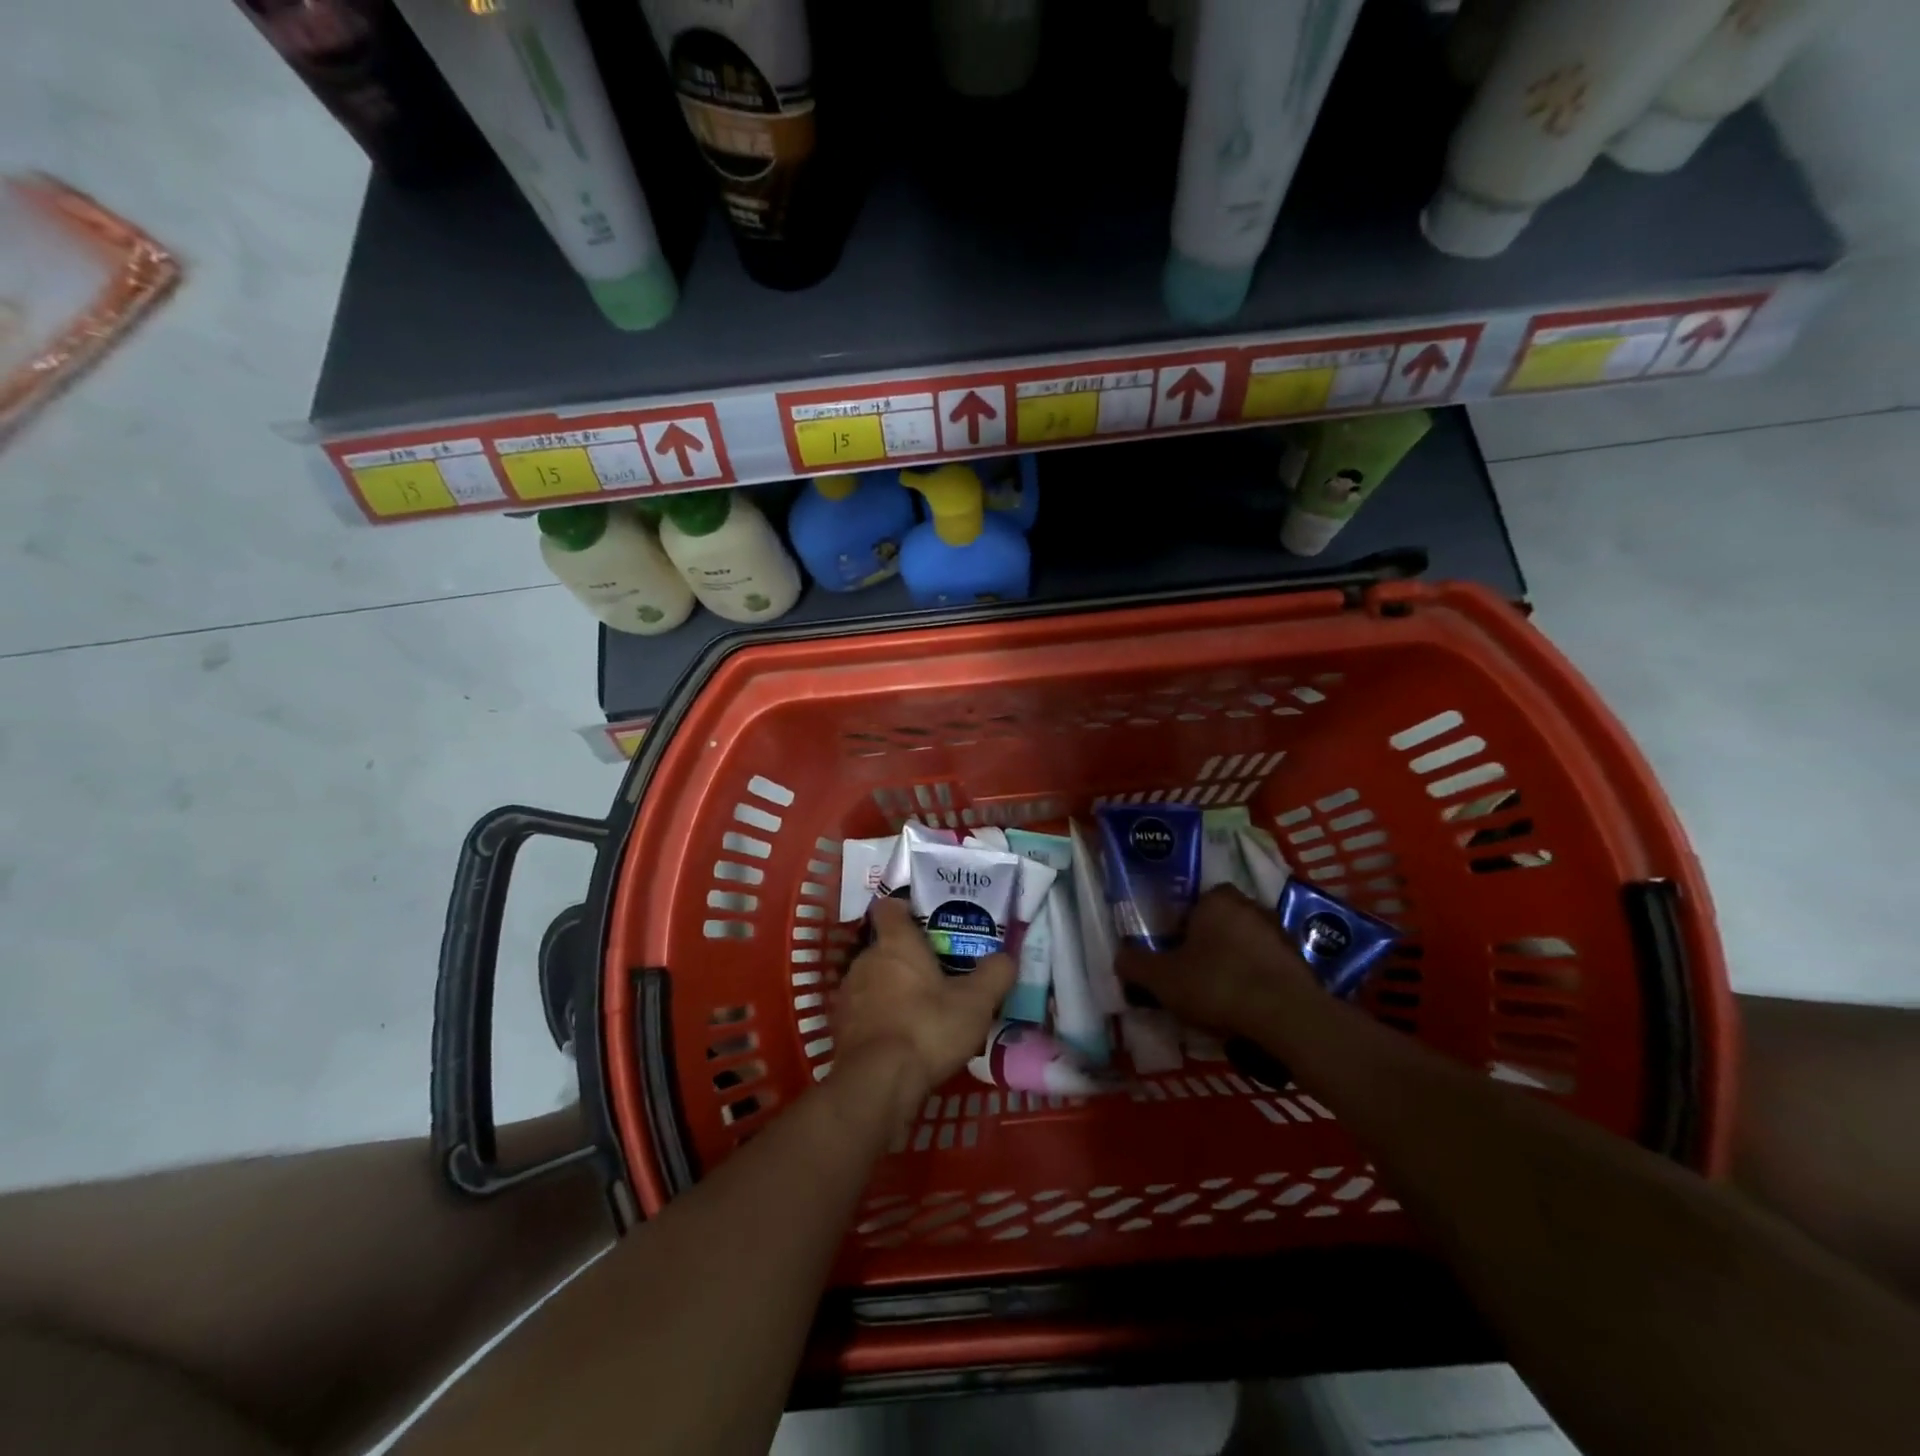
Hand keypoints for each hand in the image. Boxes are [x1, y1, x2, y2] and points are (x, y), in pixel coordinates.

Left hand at [830, 897, 1015, 1123]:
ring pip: (873, 979)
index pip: (890, 907)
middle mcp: (866, 959)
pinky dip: (880, 1017)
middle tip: (938, 973)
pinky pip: (864, 1010)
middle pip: (886, 946)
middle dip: (908, 957)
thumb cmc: (928, 1028)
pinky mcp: (840, 1026)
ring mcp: (848, 993)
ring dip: (892, 989)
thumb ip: (995, 974)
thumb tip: (1006, 958)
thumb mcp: (976, 1002)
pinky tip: (901, 1037)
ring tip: (921, 1009)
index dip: (905, 909)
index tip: (924, 920)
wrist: (877, 1082)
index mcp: (896, 943)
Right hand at [1117, 885, 1314, 1034]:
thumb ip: (1136, 965)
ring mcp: (1280, 934)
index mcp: (1216, 899)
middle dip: (1207, 946)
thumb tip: (1120, 957)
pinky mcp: (1301, 963)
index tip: (1173, 956)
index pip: (1193, 904)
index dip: (1180, 929)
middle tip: (1192, 977)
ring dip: (1233, 965)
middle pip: (1220, 924)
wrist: (1287, 1017)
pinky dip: (1256, 983)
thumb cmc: (1217, 984)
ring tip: (1219, 999)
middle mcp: (1250, 906)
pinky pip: (1267, 968)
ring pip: (1245, 946)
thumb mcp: (1162, 979)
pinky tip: (1246, 1009)